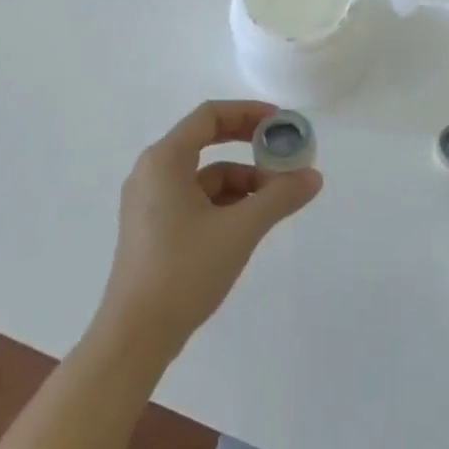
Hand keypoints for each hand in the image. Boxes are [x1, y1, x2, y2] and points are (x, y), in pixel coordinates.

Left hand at [98, 100, 322, 358]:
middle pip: (206, 141)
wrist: (136, 335)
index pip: (209, 116)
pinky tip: (251, 222)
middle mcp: (152, 172)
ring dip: (242, 180)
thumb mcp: (240, 230)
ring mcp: (150, 202)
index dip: (248, 112)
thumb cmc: (184, 271)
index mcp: (164, 160)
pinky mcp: (153, 227)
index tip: (282, 123)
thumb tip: (313, 176)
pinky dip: (225, 202)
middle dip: (248, 146)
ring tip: (277, 200)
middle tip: (284, 154)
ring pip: (204, 176)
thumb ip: (280, 197)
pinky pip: (195, 199)